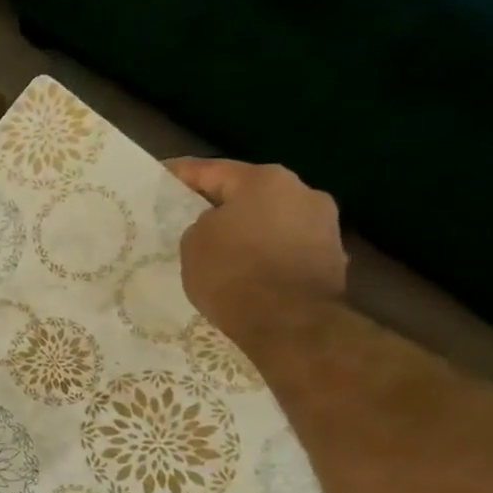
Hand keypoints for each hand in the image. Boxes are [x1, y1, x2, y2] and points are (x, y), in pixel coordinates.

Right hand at [166, 158, 347, 342]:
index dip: (182, 174)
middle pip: (249, 192)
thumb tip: (219, 227)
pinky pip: (285, 245)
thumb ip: (202, 225)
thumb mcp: (193, 244)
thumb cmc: (233, 273)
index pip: (213, 170)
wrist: (289, 322)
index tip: (162, 175)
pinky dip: (264, 252)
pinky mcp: (331, 256)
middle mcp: (302, 192)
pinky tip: (245, 269)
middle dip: (220, 203)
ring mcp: (323, 224)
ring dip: (246, 229)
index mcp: (265, 180)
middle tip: (189, 216)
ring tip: (218, 247)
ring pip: (271, 219)